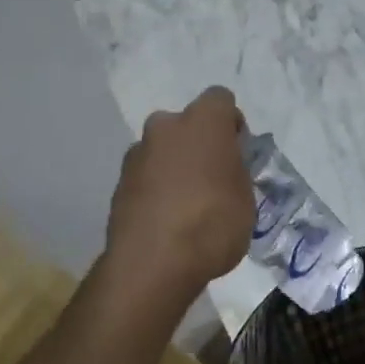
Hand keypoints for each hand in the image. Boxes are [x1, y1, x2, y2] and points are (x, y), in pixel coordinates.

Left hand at [106, 87, 252, 295]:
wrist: (152, 264)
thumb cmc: (212, 223)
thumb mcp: (246, 198)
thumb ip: (235, 171)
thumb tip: (225, 166)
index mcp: (202, 121)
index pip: (221, 100)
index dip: (231, 124)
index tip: (237, 153)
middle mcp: (165, 126)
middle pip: (187, 125)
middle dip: (199, 145)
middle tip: (213, 180)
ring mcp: (137, 154)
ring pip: (164, 150)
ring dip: (175, 167)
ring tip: (188, 207)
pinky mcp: (118, 183)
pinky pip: (147, 177)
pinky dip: (157, 190)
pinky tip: (167, 221)